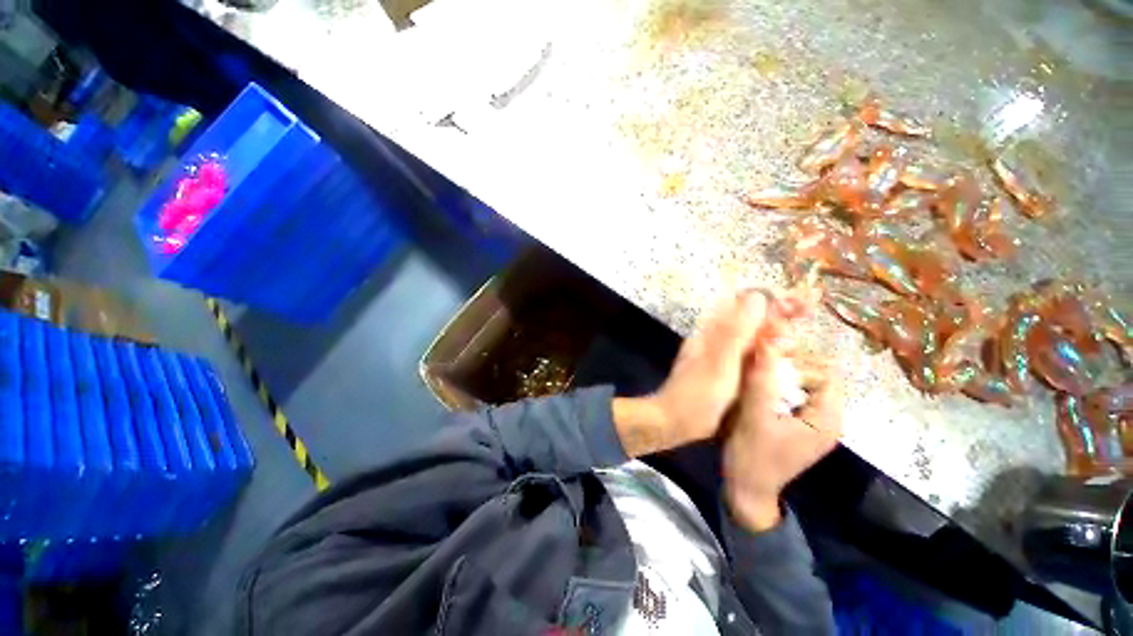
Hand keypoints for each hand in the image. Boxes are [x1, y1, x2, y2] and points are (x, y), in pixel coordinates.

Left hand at [613, 289, 808, 457]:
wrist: (674, 421)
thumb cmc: (697, 394)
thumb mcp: (720, 363)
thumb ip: (736, 332)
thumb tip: (757, 298)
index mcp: (711, 331)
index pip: (741, 304)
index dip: (770, 300)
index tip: (800, 305)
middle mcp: (714, 338)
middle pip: (747, 318)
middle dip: (775, 314)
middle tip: (803, 317)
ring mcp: (718, 354)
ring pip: (748, 336)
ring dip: (770, 333)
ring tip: (791, 340)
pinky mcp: (722, 370)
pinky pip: (746, 354)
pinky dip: (763, 352)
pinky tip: (777, 358)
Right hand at [723, 348, 842, 531]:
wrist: (746, 491)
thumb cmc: (752, 457)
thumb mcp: (755, 417)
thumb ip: (762, 380)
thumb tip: (767, 342)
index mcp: (826, 420)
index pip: (825, 375)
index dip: (798, 365)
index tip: (767, 365)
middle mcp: (825, 420)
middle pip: (814, 378)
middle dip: (786, 369)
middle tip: (757, 369)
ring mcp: (811, 424)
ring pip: (800, 386)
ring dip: (778, 377)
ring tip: (753, 377)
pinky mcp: (796, 426)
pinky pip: (791, 397)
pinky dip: (774, 388)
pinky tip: (754, 390)